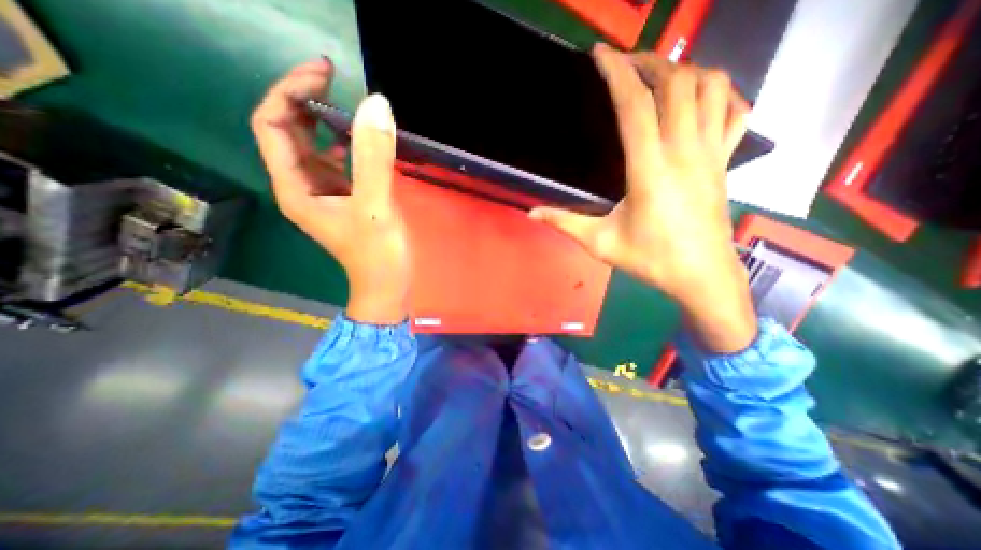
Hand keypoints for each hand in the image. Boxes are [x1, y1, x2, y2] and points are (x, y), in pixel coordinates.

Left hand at [253, 59, 409, 326]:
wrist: (387, 285)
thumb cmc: (377, 254)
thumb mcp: (375, 207)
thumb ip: (374, 158)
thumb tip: (376, 104)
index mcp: (296, 187)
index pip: (273, 125)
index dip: (290, 93)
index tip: (325, 75)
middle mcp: (302, 186)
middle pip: (288, 131)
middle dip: (304, 99)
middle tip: (335, 77)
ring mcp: (323, 192)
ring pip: (311, 145)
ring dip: (324, 120)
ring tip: (349, 102)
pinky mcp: (343, 198)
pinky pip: (334, 161)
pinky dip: (343, 143)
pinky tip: (360, 139)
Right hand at [534, 43, 753, 351]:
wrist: (701, 275)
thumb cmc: (650, 260)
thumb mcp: (600, 243)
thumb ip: (564, 223)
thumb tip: (532, 213)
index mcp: (650, 171)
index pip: (635, 106)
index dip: (616, 74)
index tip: (600, 55)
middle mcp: (685, 152)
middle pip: (676, 82)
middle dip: (649, 62)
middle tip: (625, 64)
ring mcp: (712, 153)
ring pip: (711, 87)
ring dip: (684, 70)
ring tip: (658, 76)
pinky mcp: (726, 161)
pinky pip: (734, 111)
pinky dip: (719, 93)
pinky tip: (698, 99)